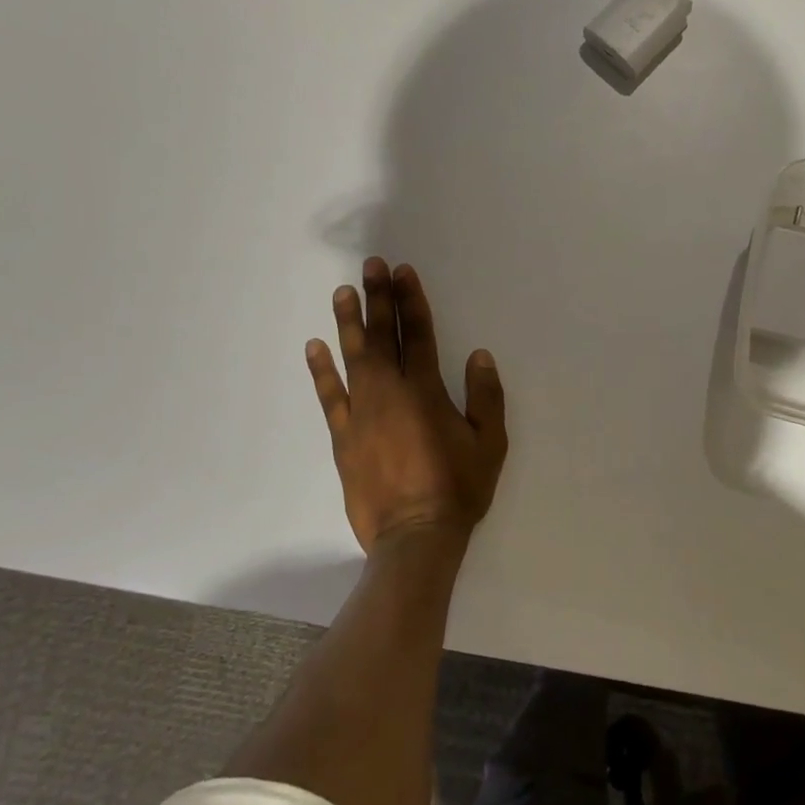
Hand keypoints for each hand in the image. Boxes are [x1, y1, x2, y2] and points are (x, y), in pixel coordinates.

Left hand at [305, 258, 507, 552]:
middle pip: (383, 336)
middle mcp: (390, 393)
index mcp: (426, 391)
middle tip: (371, 265)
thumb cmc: (458, 488)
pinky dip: (321, 371)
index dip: (411, 300)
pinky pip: (329, 397)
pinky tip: (314, 348)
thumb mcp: (490, 444)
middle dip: (378, 298)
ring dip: (349, 323)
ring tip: (342, 293)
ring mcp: (361, 414)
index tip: (402, 272)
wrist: (414, 538)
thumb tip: (479, 355)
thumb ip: (486, 397)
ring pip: (353, 358)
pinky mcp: (343, 437)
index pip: (417, 334)